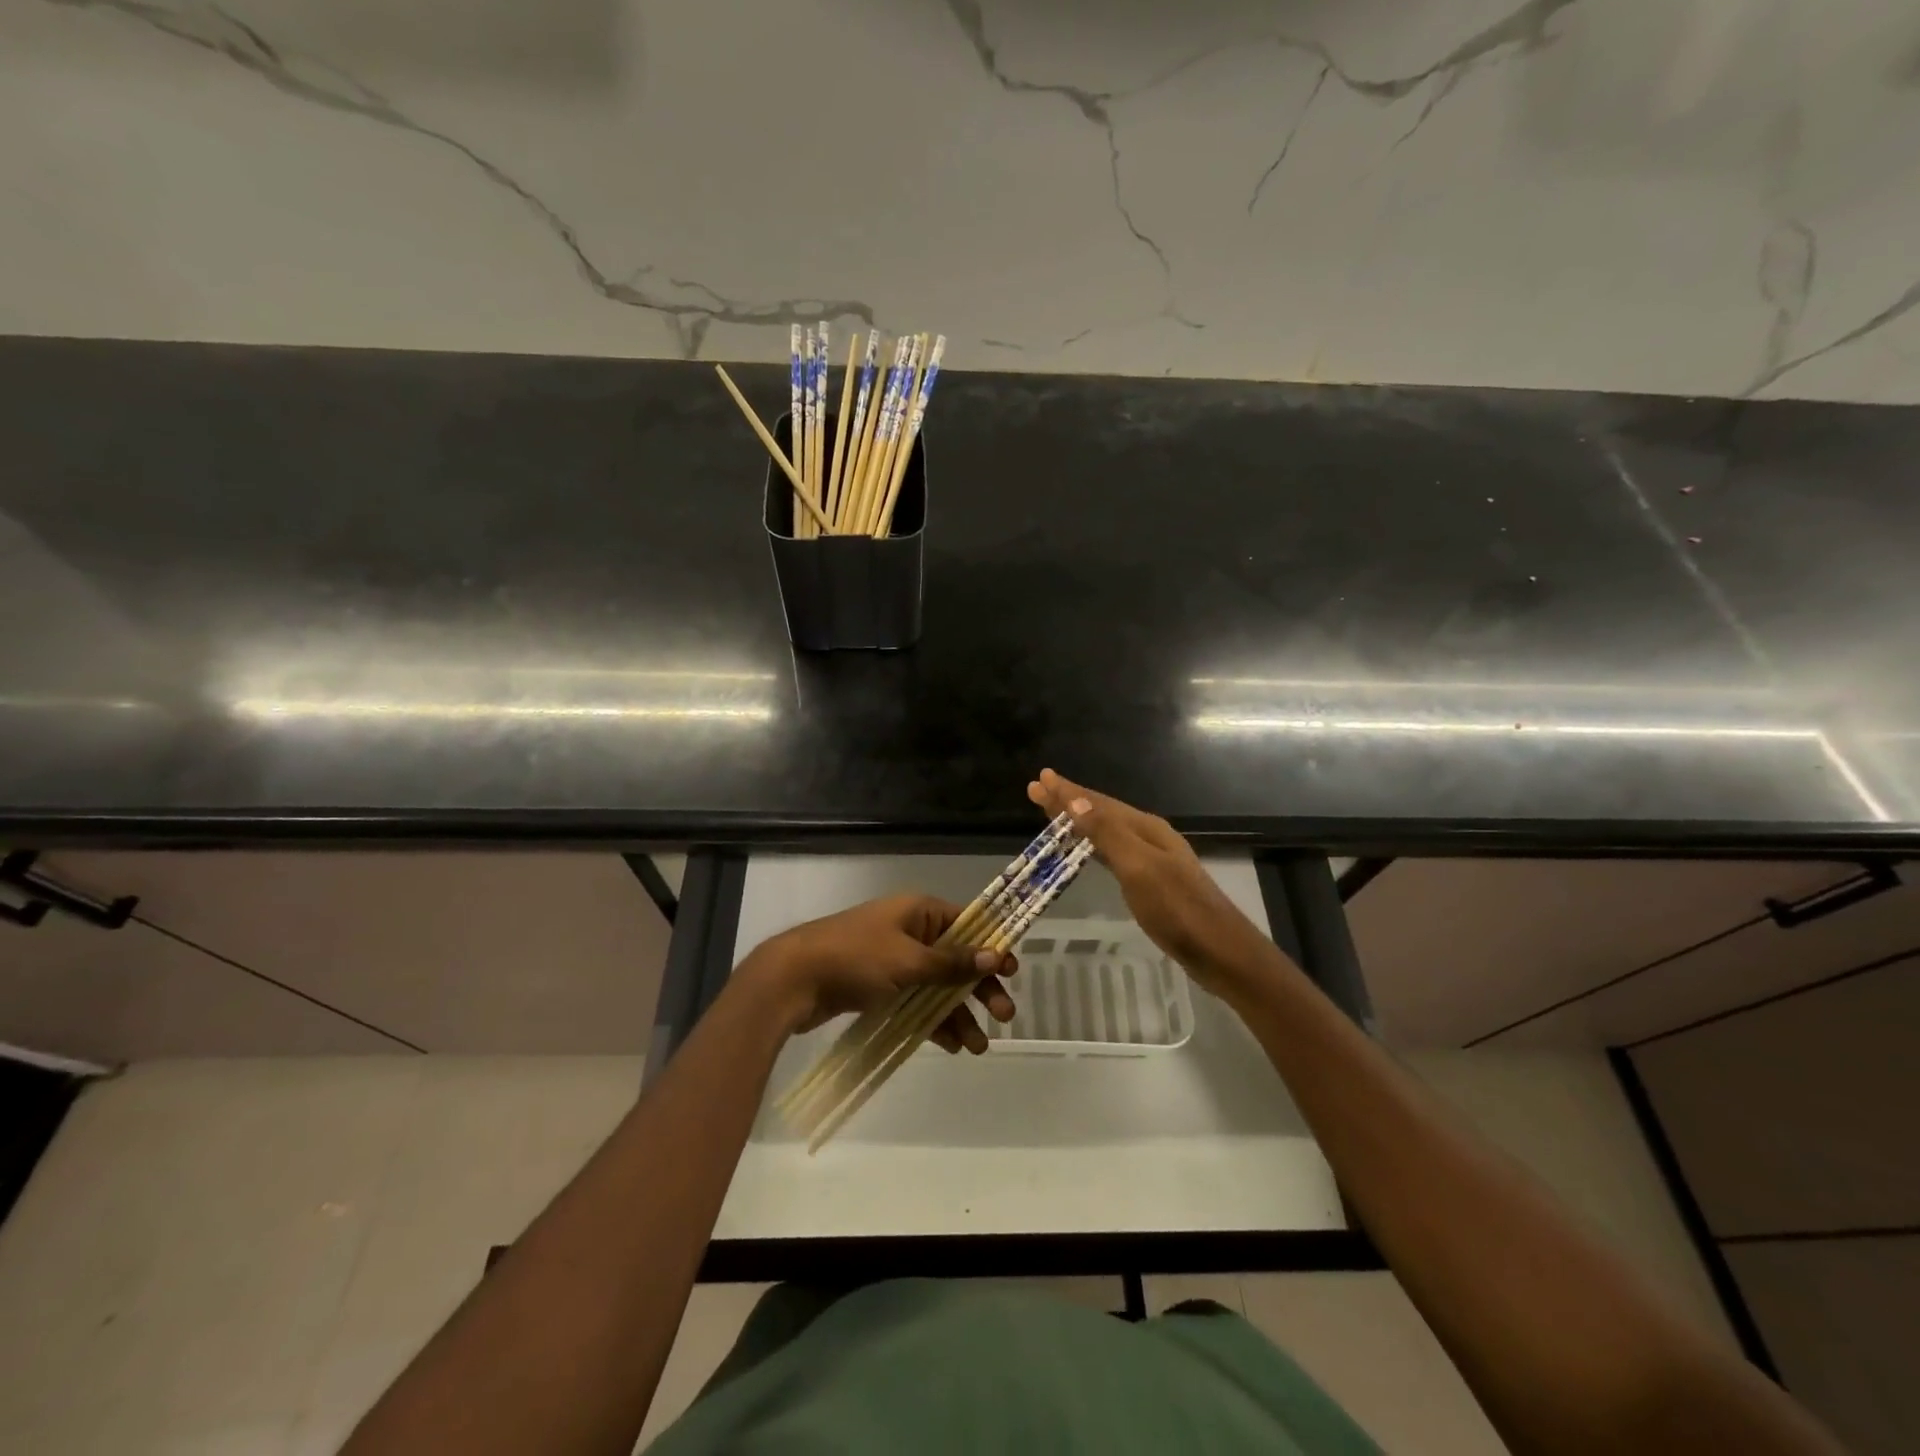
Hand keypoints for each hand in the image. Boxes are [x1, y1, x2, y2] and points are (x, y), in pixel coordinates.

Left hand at [737, 894, 1017, 1052]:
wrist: (793, 979)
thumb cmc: (855, 959)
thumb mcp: (908, 960)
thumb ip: (951, 963)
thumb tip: (995, 956)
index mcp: (918, 912)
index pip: (966, 924)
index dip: (990, 947)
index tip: (1012, 972)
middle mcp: (910, 932)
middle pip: (955, 959)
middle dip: (978, 988)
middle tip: (1004, 1016)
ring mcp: (894, 961)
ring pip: (937, 986)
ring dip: (958, 1013)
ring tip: (978, 1047)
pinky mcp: (879, 988)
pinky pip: (916, 1002)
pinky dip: (933, 1021)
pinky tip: (951, 1045)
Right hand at [1027, 768, 1274, 997]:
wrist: (1220, 951)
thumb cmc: (1177, 909)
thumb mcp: (1139, 868)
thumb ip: (1107, 834)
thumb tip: (1076, 800)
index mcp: (1145, 828)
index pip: (1097, 803)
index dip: (1067, 792)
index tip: (1039, 779)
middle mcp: (1148, 836)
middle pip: (1101, 812)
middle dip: (1068, 801)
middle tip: (1036, 790)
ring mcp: (1152, 859)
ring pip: (1106, 831)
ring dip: (1078, 821)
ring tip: (1052, 814)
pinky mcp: (1152, 882)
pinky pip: (1112, 852)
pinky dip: (1092, 844)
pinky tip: (1086, 850)